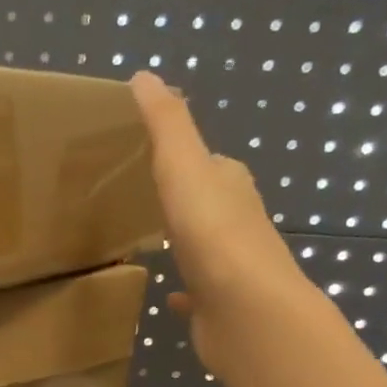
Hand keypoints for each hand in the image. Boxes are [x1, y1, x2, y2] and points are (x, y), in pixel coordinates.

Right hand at [130, 71, 313, 373]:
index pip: (209, 161)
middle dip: (181, 197)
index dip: (183, 155)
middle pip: (207, 201)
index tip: (147, 155)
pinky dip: (185, 290)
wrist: (245, 311)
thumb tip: (144, 75)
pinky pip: (198, 292)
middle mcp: (237, 220)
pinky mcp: (219, 304)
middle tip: (140, 196)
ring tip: (149, 238)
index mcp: (230, 184)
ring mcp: (231, 266)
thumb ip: (166, 124)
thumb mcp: (184, 166)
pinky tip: (169, 294)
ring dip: (184, 239)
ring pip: (203, 245)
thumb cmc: (213, 233)